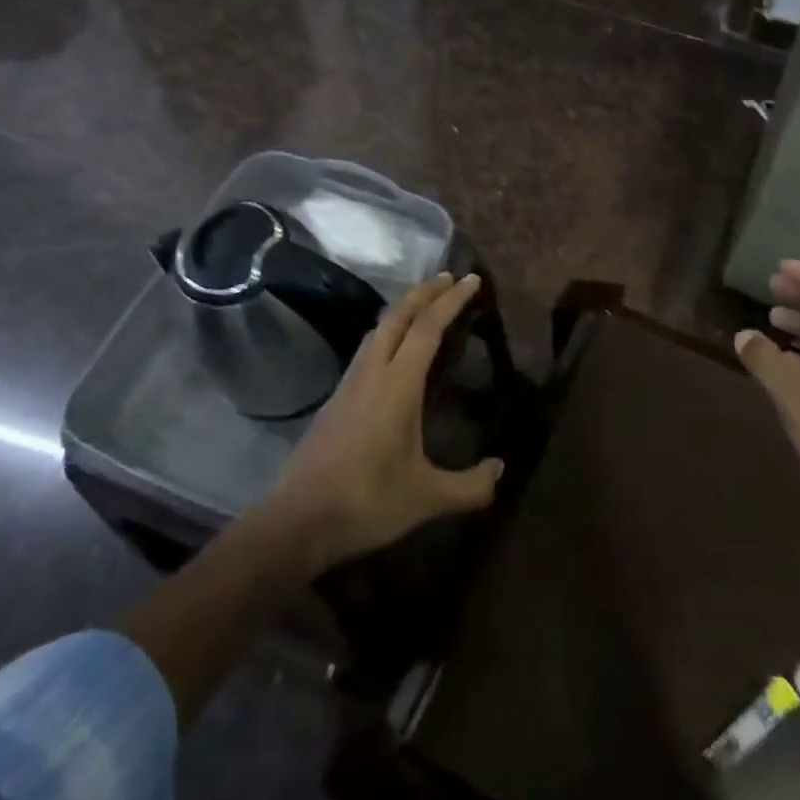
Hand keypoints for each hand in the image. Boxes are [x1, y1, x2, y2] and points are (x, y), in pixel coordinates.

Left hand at [264, 273, 503, 571]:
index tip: (471, 280)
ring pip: (378, 329)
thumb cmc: (367, 502)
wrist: (298, 520)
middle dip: (425, 292)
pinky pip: (367, 348)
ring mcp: (350, 383)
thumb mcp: (427, 498)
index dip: (451, 300)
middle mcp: (373, 372)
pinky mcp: (336, 399)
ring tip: (425, 306)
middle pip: (398, 315)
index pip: (428, 327)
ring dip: (404, 309)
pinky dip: (388, 332)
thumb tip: (500, 469)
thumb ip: (469, 486)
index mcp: (398, 384)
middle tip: (449, 279)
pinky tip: (393, 350)